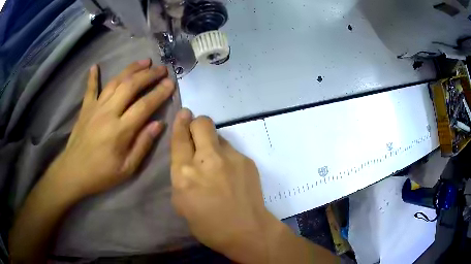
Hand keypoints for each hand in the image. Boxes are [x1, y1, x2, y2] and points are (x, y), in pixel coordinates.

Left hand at [53, 59, 174, 197]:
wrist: (73, 172)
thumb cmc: (101, 174)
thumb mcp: (127, 168)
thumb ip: (143, 145)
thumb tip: (159, 124)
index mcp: (120, 130)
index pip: (144, 105)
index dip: (159, 92)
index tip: (170, 83)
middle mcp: (108, 113)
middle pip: (130, 86)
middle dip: (148, 74)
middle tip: (162, 68)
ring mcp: (95, 108)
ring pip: (115, 82)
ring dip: (131, 69)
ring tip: (144, 61)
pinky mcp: (85, 108)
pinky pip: (90, 89)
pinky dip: (93, 77)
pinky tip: (95, 66)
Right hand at [170, 109, 275, 262]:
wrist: (247, 231)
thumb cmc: (209, 225)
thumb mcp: (182, 204)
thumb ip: (181, 177)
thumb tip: (187, 161)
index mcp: (185, 173)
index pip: (179, 138)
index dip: (180, 123)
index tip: (183, 114)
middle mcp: (207, 159)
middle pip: (202, 123)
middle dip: (196, 123)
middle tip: (196, 132)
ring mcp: (230, 157)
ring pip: (218, 135)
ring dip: (212, 142)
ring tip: (215, 162)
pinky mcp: (246, 160)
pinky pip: (231, 149)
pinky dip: (226, 156)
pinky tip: (230, 173)